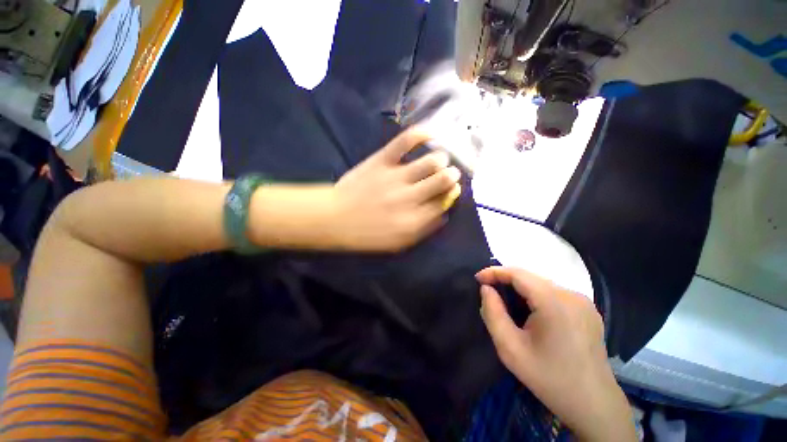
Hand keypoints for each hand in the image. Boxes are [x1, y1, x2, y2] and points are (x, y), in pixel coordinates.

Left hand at [327, 128, 461, 251]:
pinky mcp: (382, 161)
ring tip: (440, 159)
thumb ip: (423, 230)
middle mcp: (410, 198)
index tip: (452, 190)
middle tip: (450, 174)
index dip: (451, 194)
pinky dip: (420, 134)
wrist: (335, 219)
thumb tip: (443, 215)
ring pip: (431, 161)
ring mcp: (396, 177)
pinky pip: (405, 141)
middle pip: (442, 181)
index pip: (443, 202)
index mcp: (414, 220)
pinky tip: (429, 134)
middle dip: (451, 176)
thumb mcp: (397, 243)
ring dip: (441, 159)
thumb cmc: (366, 234)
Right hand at [476, 267, 636, 441]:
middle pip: (530, 277)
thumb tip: (486, 289)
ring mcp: (583, 301)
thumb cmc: (548, 378)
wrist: (593, 404)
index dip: (495, 272)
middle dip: (506, 280)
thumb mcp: (510, 349)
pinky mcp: (587, 309)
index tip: (477, 278)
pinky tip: (529, 311)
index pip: (518, 273)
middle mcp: (571, 295)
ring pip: (541, 284)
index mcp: (554, 302)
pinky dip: (535, 295)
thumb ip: (493, 313)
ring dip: (520, 288)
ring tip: (505, 301)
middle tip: (488, 291)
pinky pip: (553, 293)